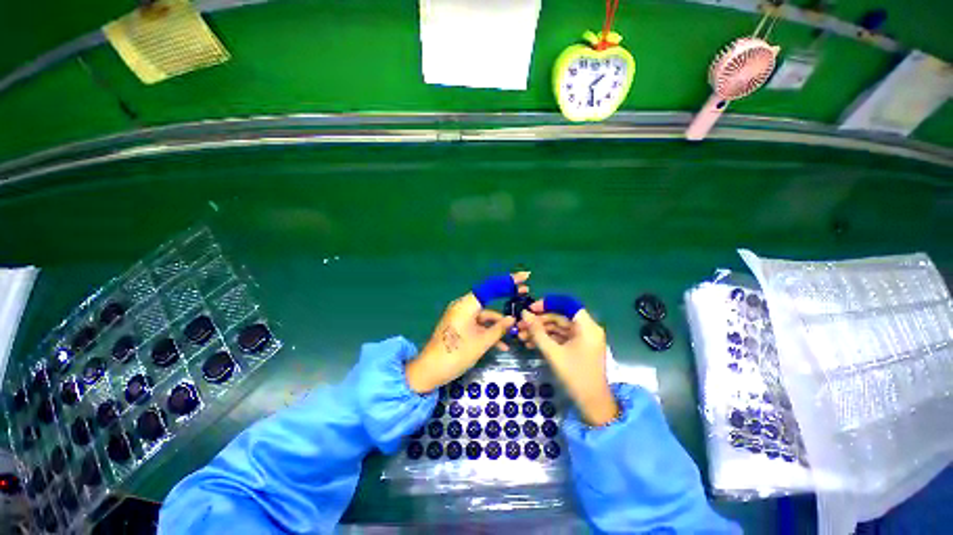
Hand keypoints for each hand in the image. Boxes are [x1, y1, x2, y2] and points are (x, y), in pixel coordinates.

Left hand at [406, 272, 529, 393]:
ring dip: (498, 322)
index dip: (509, 280)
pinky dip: (488, 330)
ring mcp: (461, 315)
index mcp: (467, 304)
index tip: (525, 276)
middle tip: (525, 292)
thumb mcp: (481, 342)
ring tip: (517, 329)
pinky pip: (478, 323)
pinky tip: (503, 345)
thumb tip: (514, 319)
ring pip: (484, 313)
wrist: (430, 371)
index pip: (491, 286)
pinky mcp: (459, 325)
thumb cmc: (456, 354)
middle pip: (489, 297)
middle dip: (506, 297)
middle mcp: (463, 305)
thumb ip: (499, 329)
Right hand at [519, 295, 618, 425]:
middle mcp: (586, 329)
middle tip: (520, 325)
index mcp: (586, 326)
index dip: (548, 304)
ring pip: (557, 328)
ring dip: (539, 331)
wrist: (592, 404)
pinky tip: (530, 343)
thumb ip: (537, 332)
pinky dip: (546, 339)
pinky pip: (560, 338)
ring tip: (521, 336)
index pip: (567, 304)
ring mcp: (582, 339)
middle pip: (560, 317)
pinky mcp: (577, 347)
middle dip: (539, 321)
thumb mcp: (553, 353)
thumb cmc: (575, 376)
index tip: (531, 309)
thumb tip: (524, 314)